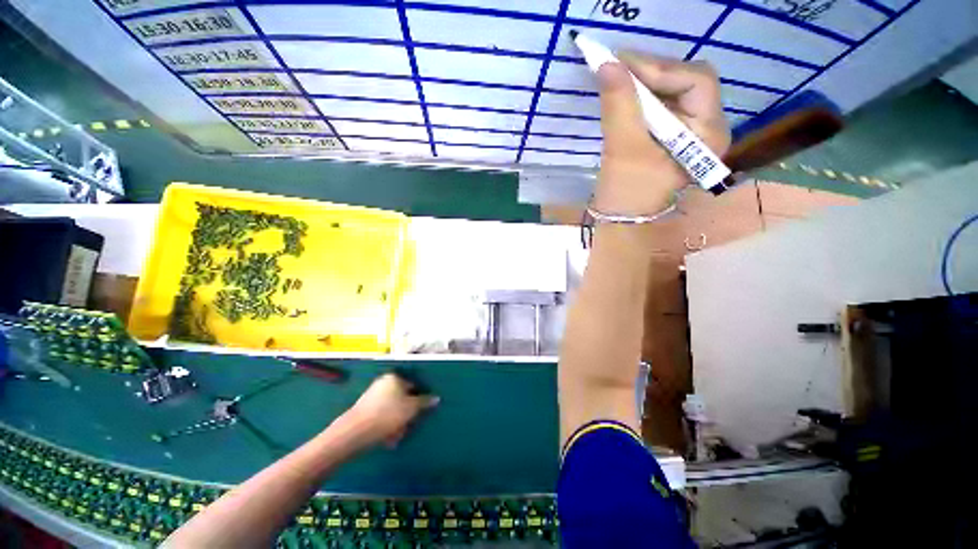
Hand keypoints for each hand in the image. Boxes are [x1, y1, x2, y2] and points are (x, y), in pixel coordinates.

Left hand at [342, 373, 438, 447]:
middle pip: (402, 399)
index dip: (418, 400)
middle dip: (406, 415)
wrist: (355, 432)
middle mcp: (383, 383)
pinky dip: (386, 426)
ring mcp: (372, 396)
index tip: (419, 414)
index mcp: (394, 378)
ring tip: (396, 437)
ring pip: (392, 409)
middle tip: (407, 427)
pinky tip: (387, 439)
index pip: (413, 386)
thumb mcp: (411, 408)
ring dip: (397, 423)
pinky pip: (381, 416)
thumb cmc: (388, 415)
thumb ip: (424, 402)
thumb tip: (435, 398)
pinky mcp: (364, 410)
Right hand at [595, 52, 730, 215]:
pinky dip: (640, 96)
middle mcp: (707, 127)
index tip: (621, 64)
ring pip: (672, 90)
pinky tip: (623, 95)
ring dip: (644, 82)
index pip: (697, 81)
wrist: (622, 220)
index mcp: (708, 134)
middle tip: (617, 67)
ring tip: (616, 78)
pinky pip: (661, 105)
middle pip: (687, 81)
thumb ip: (619, 105)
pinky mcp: (671, 136)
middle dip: (651, 73)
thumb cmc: (627, 194)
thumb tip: (607, 64)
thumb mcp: (623, 150)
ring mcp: (690, 131)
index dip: (660, 68)